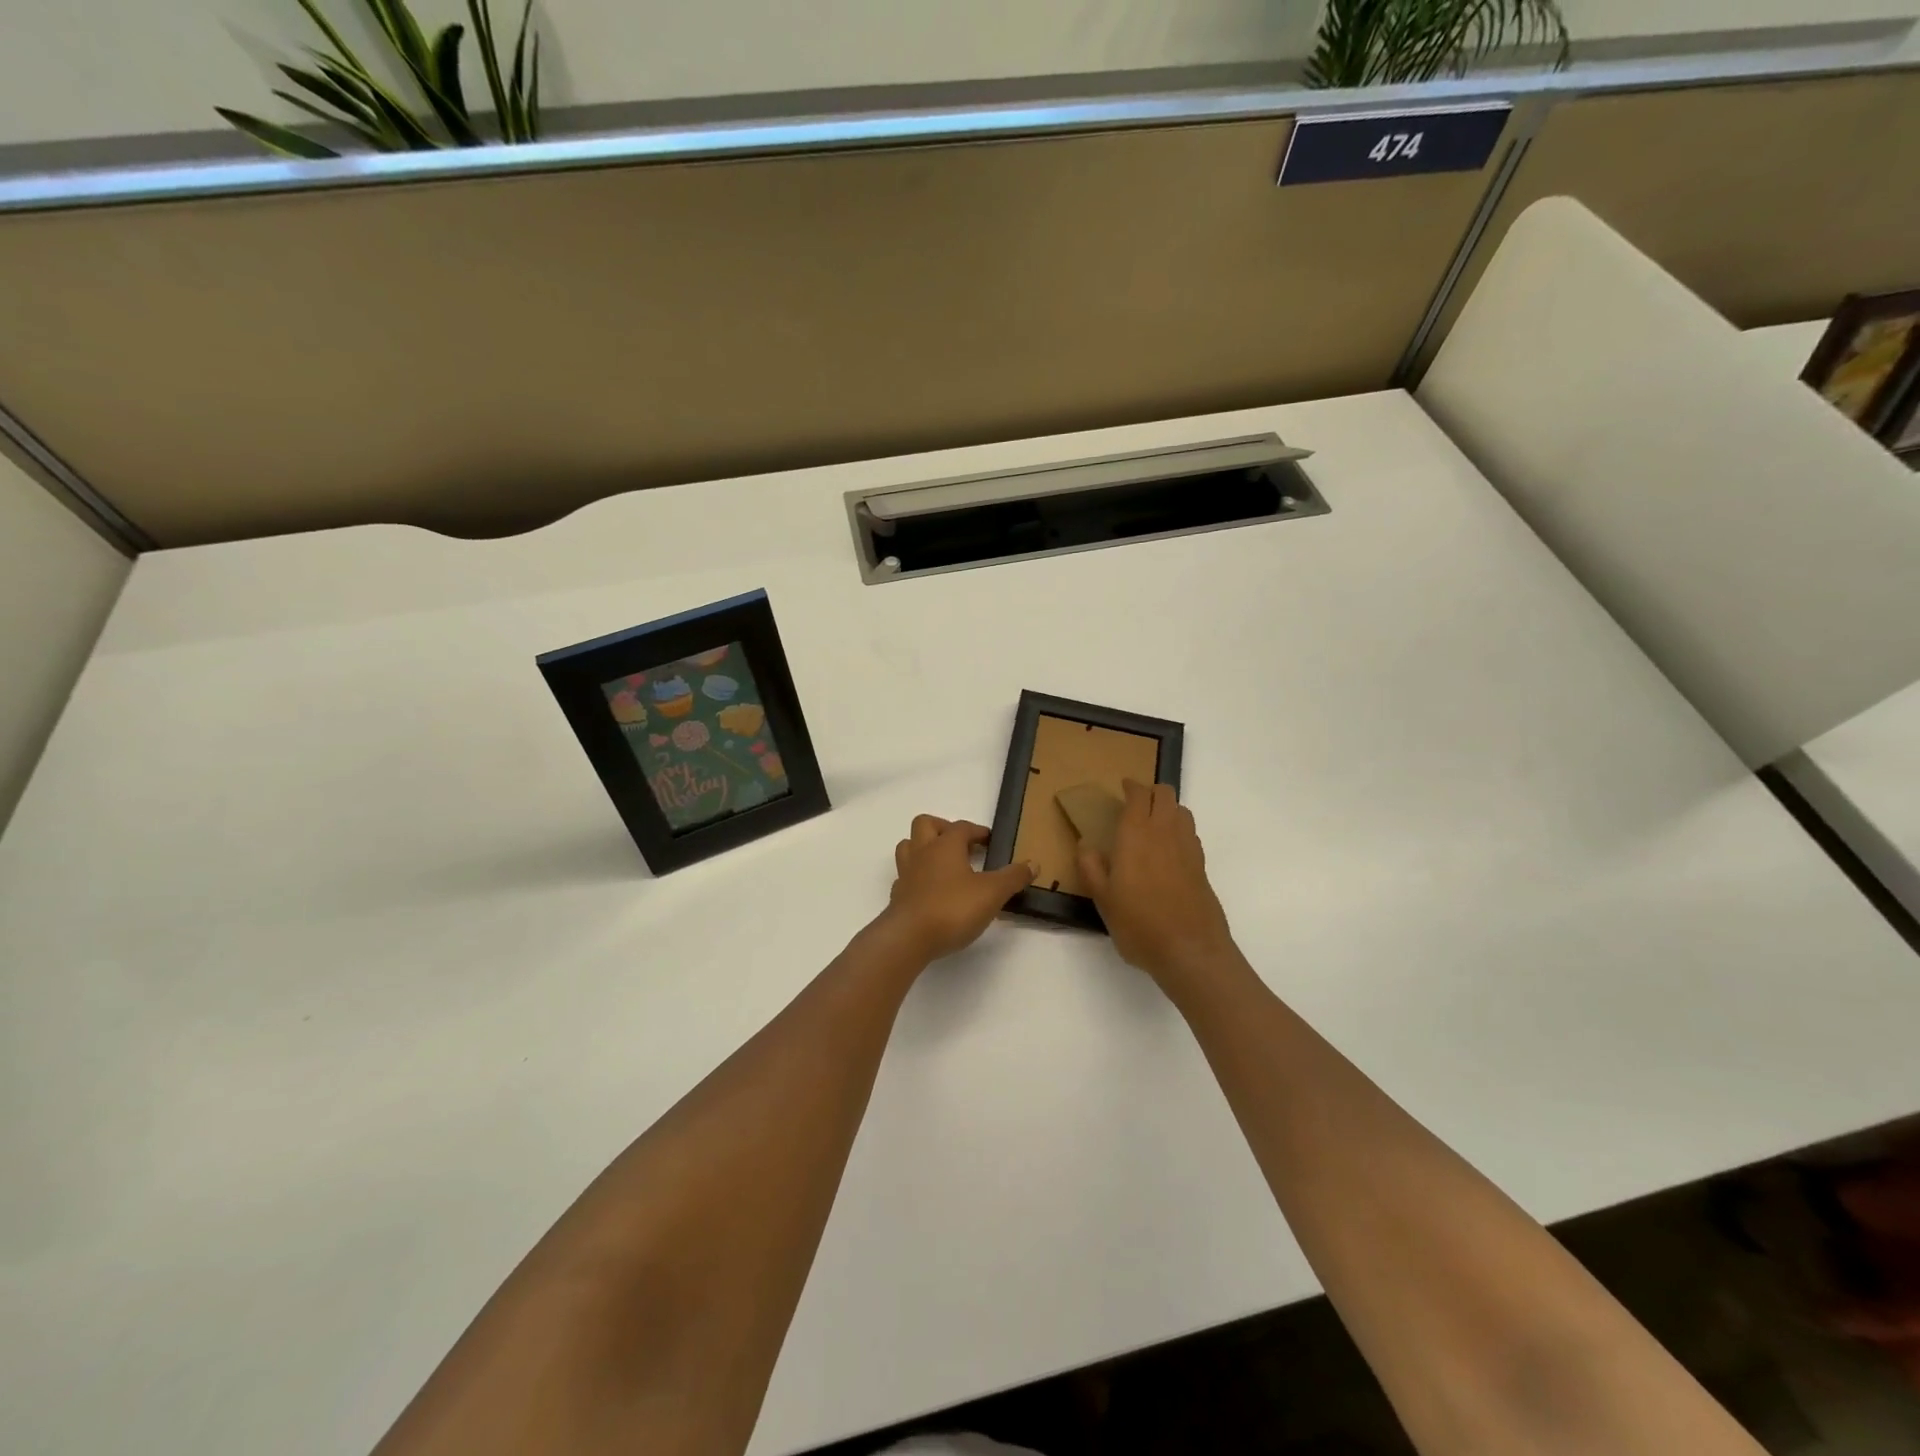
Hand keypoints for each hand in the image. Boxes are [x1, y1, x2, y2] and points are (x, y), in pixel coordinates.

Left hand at [883, 816, 1034, 962]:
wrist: (908, 938)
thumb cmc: (952, 908)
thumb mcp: (992, 893)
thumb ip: (1013, 877)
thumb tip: (1033, 863)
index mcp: (945, 845)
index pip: (961, 827)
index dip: (977, 831)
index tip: (989, 840)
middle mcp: (922, 853)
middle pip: (925, 824)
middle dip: (942, 828)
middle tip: (961, 845)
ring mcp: (906, 874)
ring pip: (908, 846)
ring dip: (924, 848)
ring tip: (944, 864)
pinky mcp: (897, 897)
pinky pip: (905, 877)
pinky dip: (917, 878)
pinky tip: (931, 891)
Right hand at [1077, 781, 1238, 1001]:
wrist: (1191, 951)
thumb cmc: (1139, 924)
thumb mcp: (1102, 900)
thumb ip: (1091, 868)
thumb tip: (1086, 845)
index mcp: (1137, 835)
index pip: (1139, 795)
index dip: (1131, 787)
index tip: (1123, 787)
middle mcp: (1165, 832)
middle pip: (1165, 794)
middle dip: (1151, 791)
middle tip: (1136, 802)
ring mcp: (1188, 848)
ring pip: (1182, 810)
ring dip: (1168, 808)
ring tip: (1153, 823)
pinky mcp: (1202, 866)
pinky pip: (1190, 833)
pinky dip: (1179, 830)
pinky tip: (1169, 849)